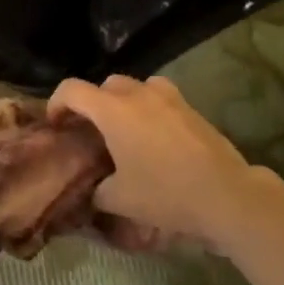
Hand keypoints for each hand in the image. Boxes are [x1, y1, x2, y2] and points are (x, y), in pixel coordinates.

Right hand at [49, 75, 282, 248]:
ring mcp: (168, 98)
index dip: (57, 104)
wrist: (227, 195)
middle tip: (91, 131)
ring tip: (125, 130)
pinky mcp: (191, 108)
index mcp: (112, 111)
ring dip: (124, 102)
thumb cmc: (166, 193)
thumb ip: (97, 190)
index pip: (72, 90)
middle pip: (105, 85)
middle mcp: (138, 95)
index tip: (56, 125)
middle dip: (93, 103)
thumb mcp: (120, 200)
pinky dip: (150, 109)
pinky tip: (155, 137)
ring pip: (136, 87)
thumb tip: (92, 189)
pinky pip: (160, 98)